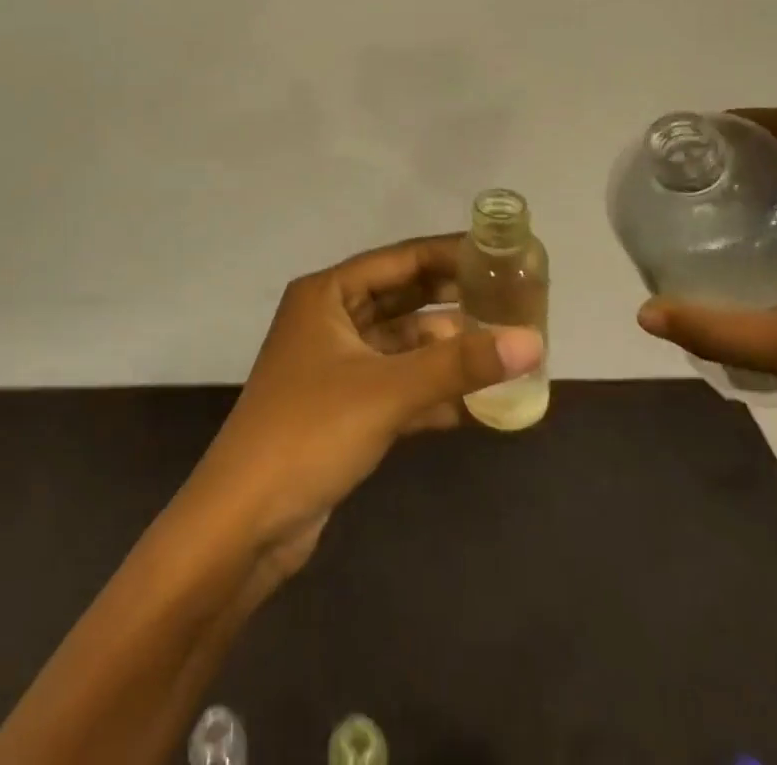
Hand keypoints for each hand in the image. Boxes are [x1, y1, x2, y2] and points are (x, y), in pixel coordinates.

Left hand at [190, 235, 543, 580]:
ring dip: (446, 351)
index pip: (399, 259)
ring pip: (402, 345)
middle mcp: (330, 320)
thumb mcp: (387, 391)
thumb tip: (533, 342)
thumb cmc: (310, 432)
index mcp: (327, 294)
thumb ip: (459, 365)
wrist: (244, 522)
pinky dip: (431, 392)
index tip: (499, 255)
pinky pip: (397, 385)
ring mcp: (336, 366)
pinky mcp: (343, 408)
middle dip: (452, 302)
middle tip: (511, 302)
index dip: (448, 255)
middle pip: (402, 299)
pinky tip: (477, 405)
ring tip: (505, 351)